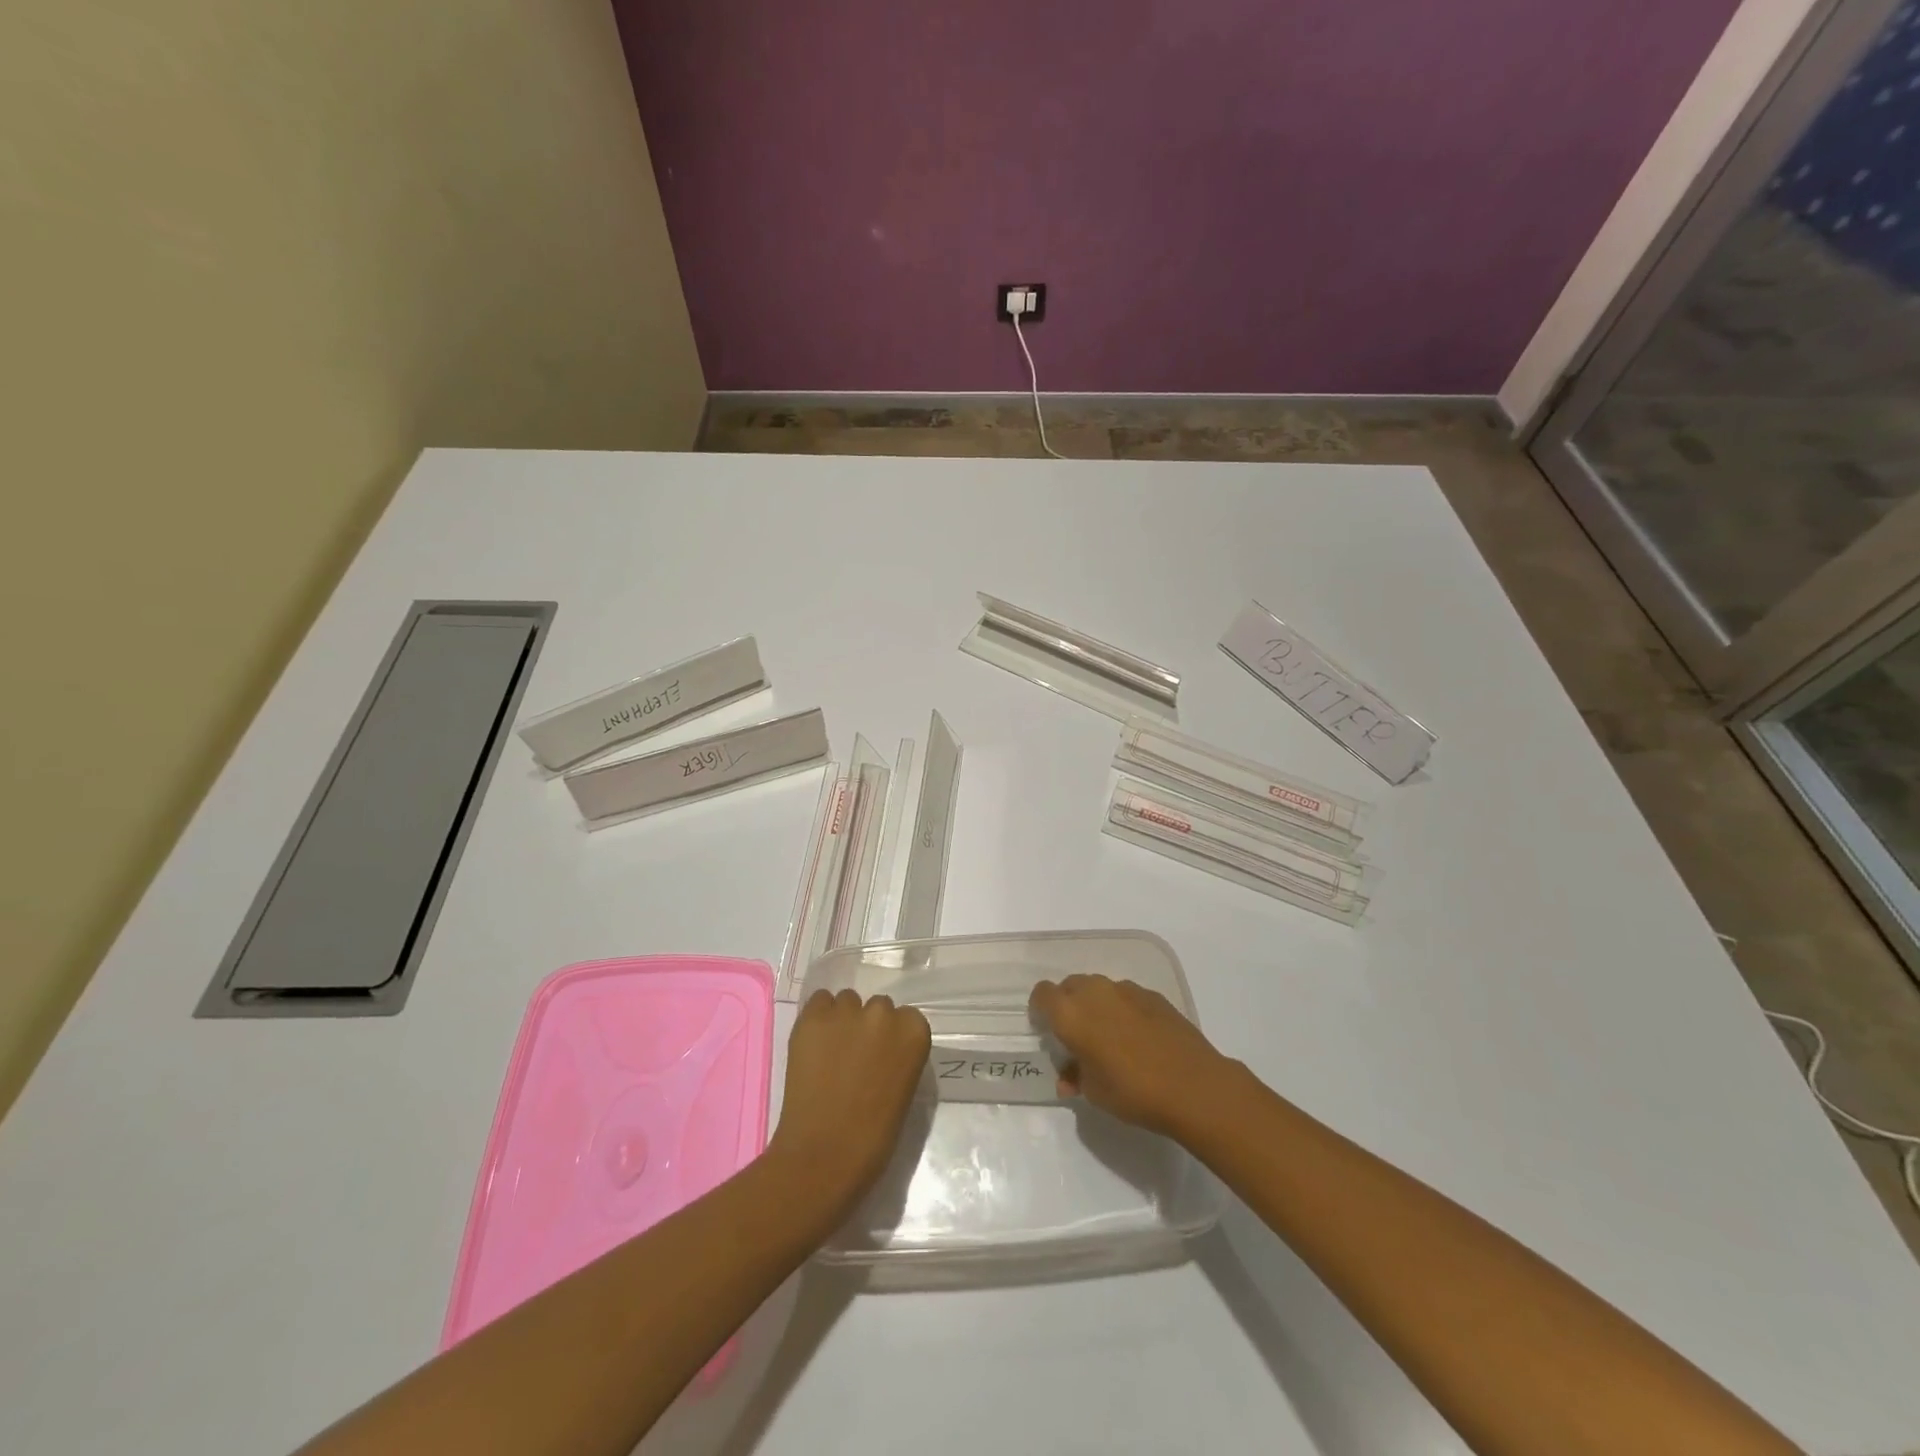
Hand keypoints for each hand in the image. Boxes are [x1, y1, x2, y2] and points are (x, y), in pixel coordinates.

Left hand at [767, 989, 930, 1222]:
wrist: (825, 1154)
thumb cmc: (874, 1136)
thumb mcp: (904, 1090)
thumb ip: (898, 1058)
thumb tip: (880, 1052)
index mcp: (914, 1032)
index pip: (907, 1018)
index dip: (892, 1038)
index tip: (883, 1059)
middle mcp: (884, 1013)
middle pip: (878, 1007)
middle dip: (869, 1027)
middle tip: (855, 1058)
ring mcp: (847, 1012)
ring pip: (847, 1001)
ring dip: (842, 1021)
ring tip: (831, 1052)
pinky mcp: (813, 1017)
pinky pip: (819, 1002)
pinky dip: (818, 1019)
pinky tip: (814, 1045)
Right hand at [1030, 974, 1235, 1139]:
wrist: (1193, 1086)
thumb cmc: (1133, 1091)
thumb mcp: (1094, 1093)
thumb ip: (1075, 1076)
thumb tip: (1069, 1076)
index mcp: (1070, 1013)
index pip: (1042, 994)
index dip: (1040, 1010)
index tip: (1047, 1031)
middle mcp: (1094, 992)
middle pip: (1070, 986)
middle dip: (1068, 1006)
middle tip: (1077, 1037)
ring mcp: (1126, 989)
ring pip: (1099, 989)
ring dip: (1096, 1006)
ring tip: (1109, 1037)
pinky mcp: (1152, 995)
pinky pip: (1125, 996)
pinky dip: (1123, 1009)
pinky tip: (1138, 1037)